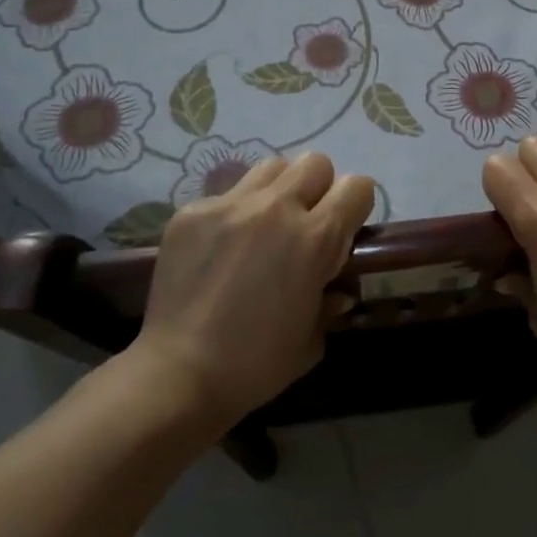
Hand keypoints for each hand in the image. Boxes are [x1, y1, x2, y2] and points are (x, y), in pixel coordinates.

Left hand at [135, 154, 374, 424]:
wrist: (179, 374)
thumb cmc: (257, 364)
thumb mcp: (312, 339)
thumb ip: (330, 302)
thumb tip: (336, 290)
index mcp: (315, 238)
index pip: (357, 186)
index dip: (356, 206)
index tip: (345, 229)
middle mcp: (276, 208)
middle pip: (315, 162)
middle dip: (319, 188)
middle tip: (306, 223)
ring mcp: (230, 205)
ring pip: (271, 167)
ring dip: (279, 190)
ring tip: (265, 225)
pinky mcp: (192, 211)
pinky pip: (226, 194)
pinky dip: (234, 213)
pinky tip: (221, 248)